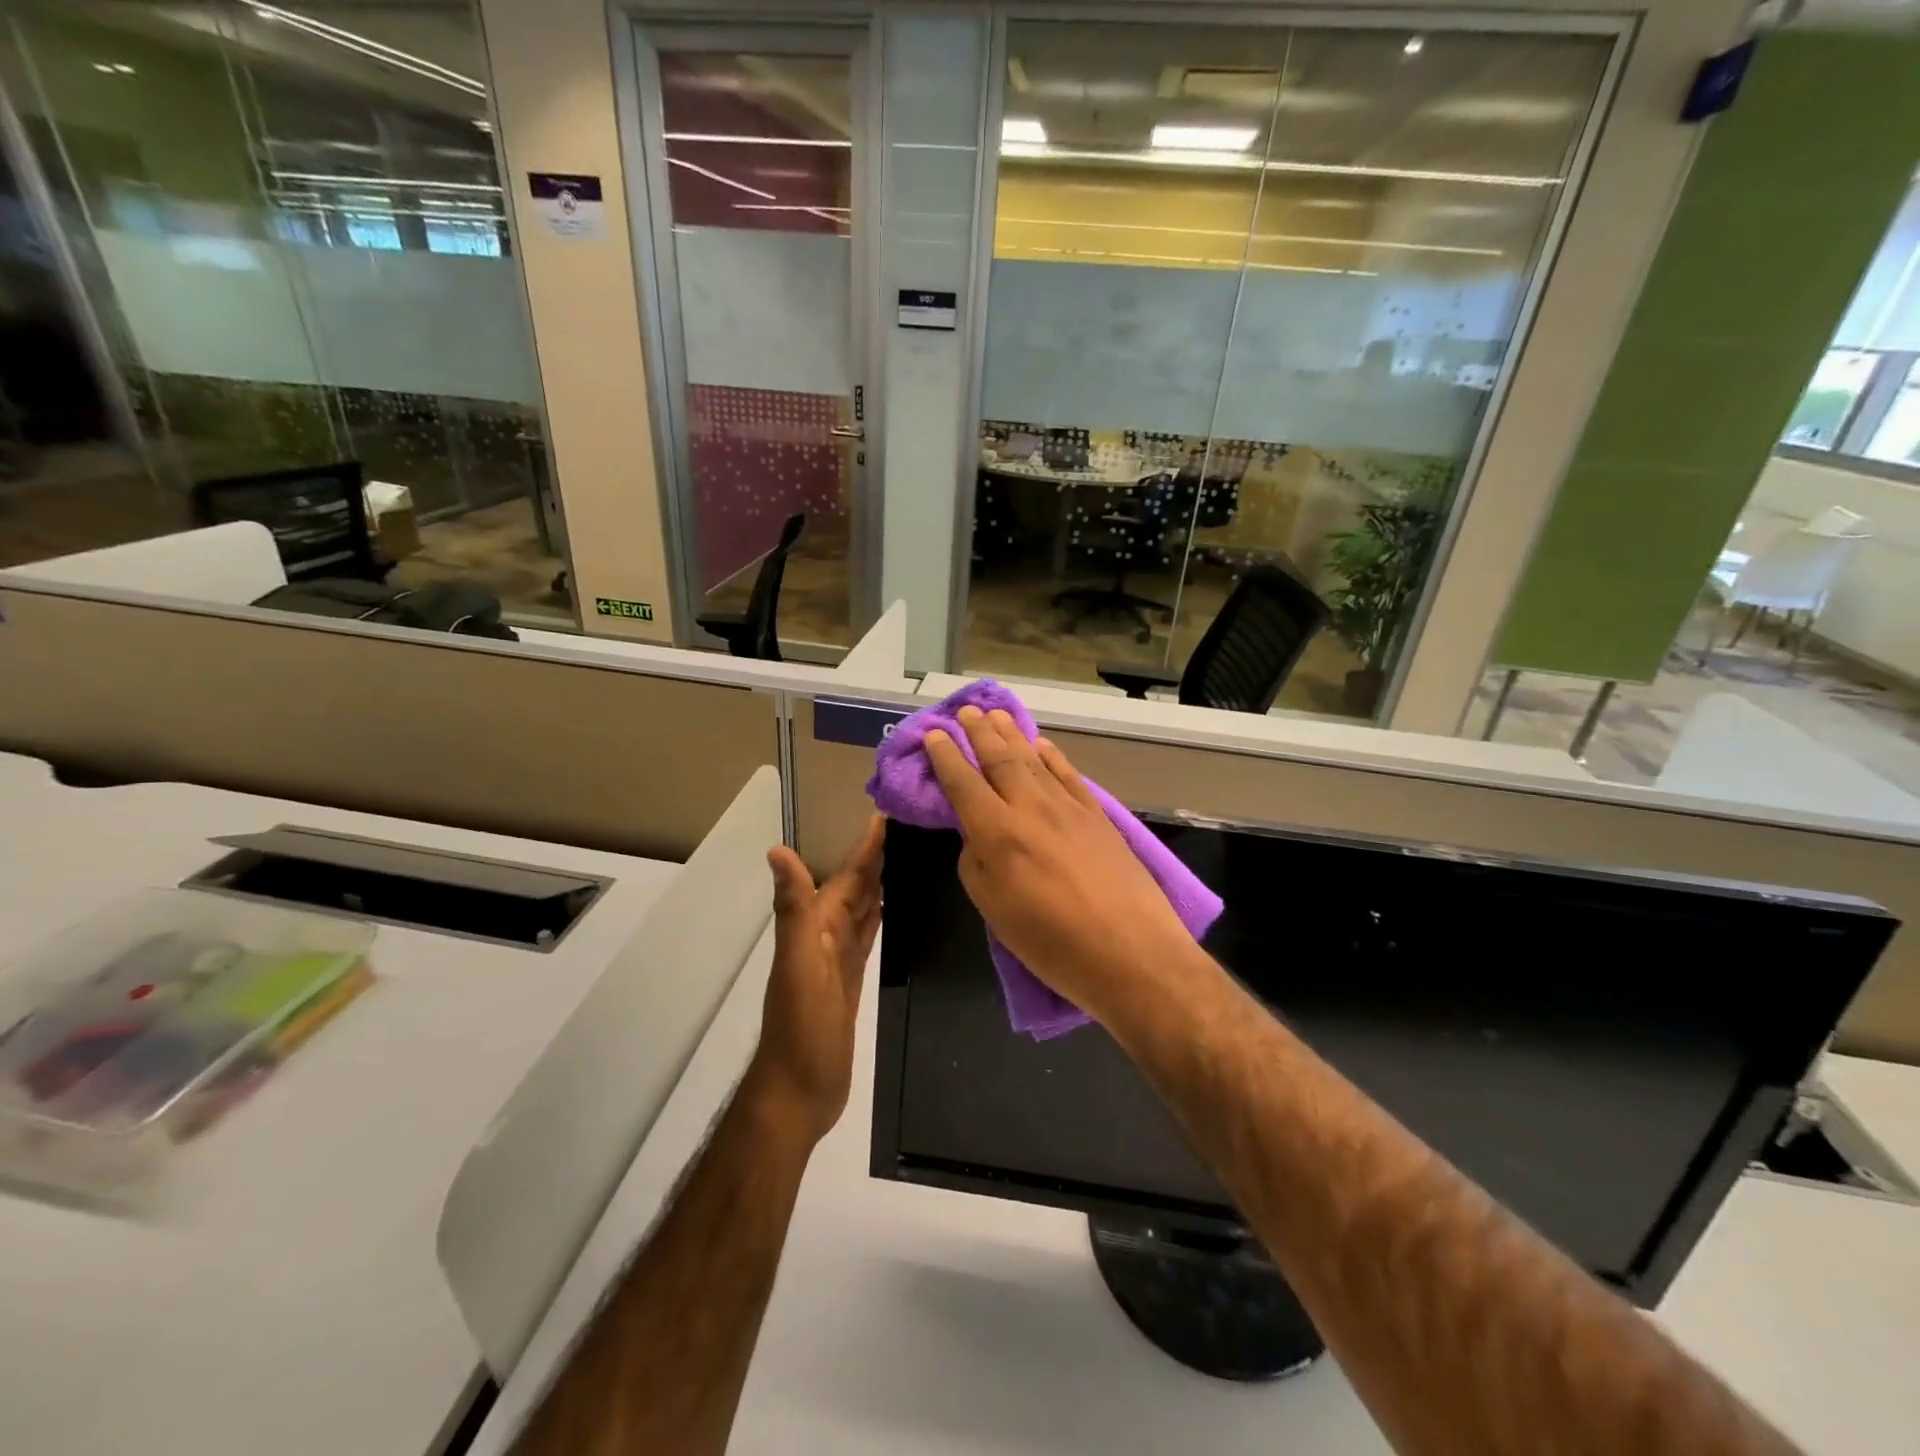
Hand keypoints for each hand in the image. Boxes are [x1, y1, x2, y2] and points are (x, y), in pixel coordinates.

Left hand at [746, 815, 883, 1143]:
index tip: (890, 812)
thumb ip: (793, 910)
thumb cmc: (801, 1030)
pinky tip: (896, 904)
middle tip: (913, 824)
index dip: (866, 845)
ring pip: (864, 907)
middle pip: (857, 886)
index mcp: (815, 926)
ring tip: (910, 854)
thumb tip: (777, 851)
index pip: (847, 875)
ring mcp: (838, 958)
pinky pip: (869, 934)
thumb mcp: (799, 966)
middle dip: (879, 855)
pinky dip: (881, 913)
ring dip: (882, 880)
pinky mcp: (852, 978)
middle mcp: (825, 935)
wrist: (798, 1091)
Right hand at [923, 706, 1191, 1027]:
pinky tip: (1043, 745)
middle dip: (979, 732)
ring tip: (996, 715)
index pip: (963, 783)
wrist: (1131, 951)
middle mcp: (1030, 808)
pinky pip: (1068, 775)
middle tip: (965, 710)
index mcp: (997, 832)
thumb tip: (976, 836)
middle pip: (1000, 760)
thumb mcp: (994, 910)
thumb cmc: (1051, 943)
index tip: (933, 734)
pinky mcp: (1097, 817)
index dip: (945, 756)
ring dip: (1012, 734)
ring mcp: (1068, 808)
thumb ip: (976, 864)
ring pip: (1034, 760)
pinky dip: (1052, 756)